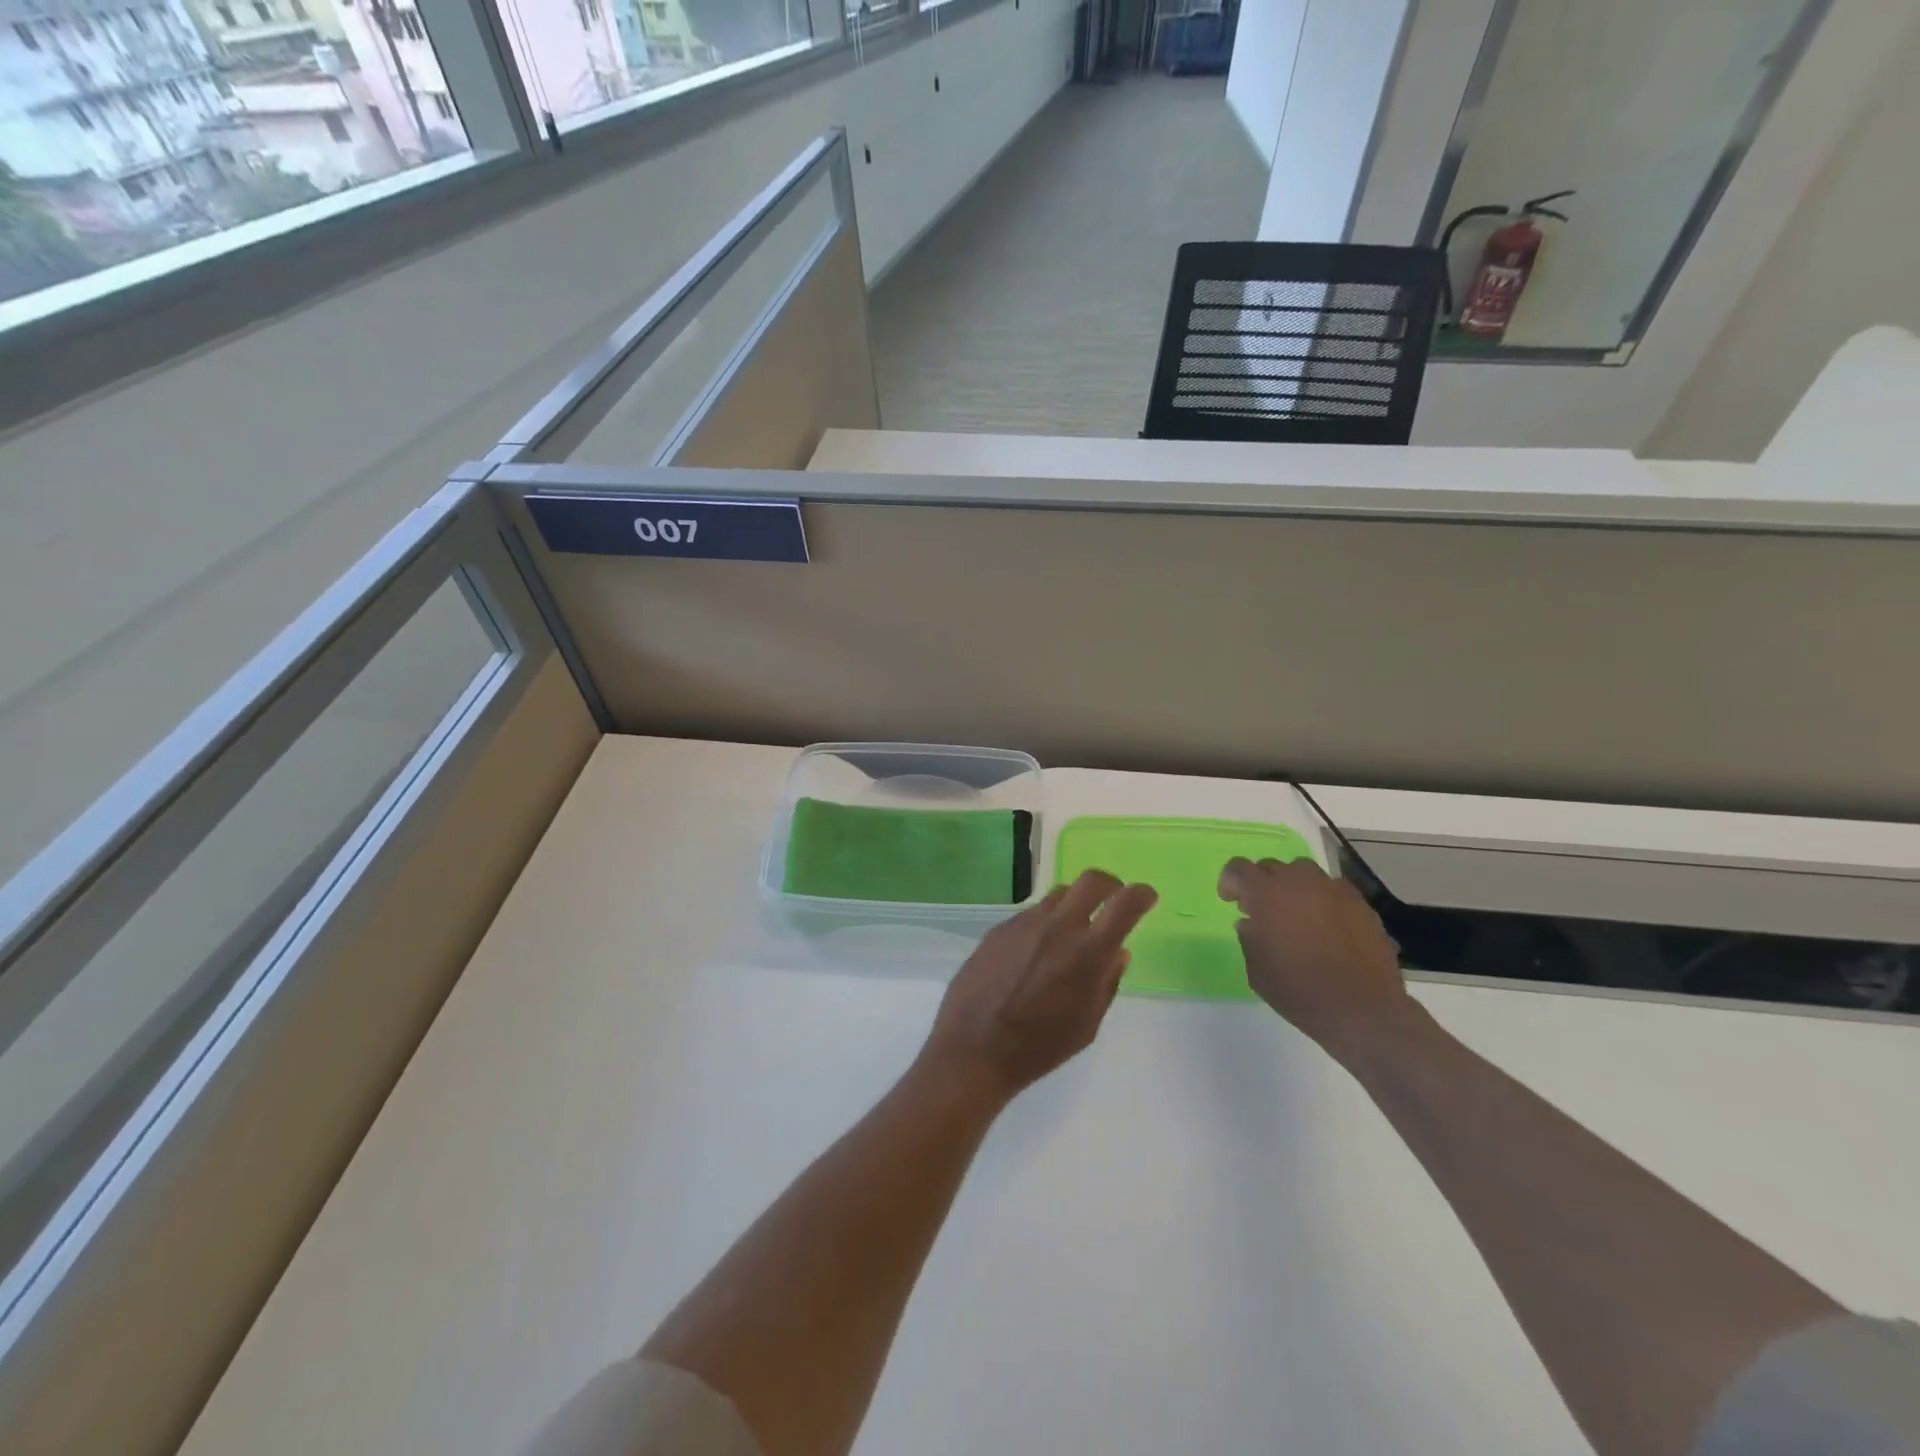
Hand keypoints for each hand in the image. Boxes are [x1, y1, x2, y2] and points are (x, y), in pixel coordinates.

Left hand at [918, 870, 1157, 1102]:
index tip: (1147, 897)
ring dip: (1074, 905)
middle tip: (1113, 901)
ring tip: (1072, 932)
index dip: (1141, 894)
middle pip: (1091, 880)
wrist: (974, 1048)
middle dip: (1110, 885)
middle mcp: (1058, 926)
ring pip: (1059, 895)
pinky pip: (1032, 914)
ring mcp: (1025, 923)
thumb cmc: (1040, 1047)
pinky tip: (1036, 952)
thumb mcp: (1087, 1024)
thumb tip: (1118, 951)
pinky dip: (1045, 923)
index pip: (1125, 904)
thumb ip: (1107, 982)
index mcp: (1087, 952)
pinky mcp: (1000, 927)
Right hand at [1218, 857, 1414, 1057]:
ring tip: (1296, 912)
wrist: (1362, 1010)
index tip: (1232, 902)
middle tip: (1262, 911)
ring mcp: (1332, 890)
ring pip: (1303, 871)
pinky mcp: (1360, 903)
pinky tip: (1326, 924)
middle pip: (1271, 866)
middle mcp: (1298, 882)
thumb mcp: (1256, 970)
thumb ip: (1248, 938)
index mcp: (1266, 894)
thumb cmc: (1299, 992)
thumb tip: (1250, 923)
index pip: (1238, 868)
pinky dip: (1322, 898)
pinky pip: (1332, 889)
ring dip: (1292, 886)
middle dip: (1261, 883)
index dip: (1230, 882)